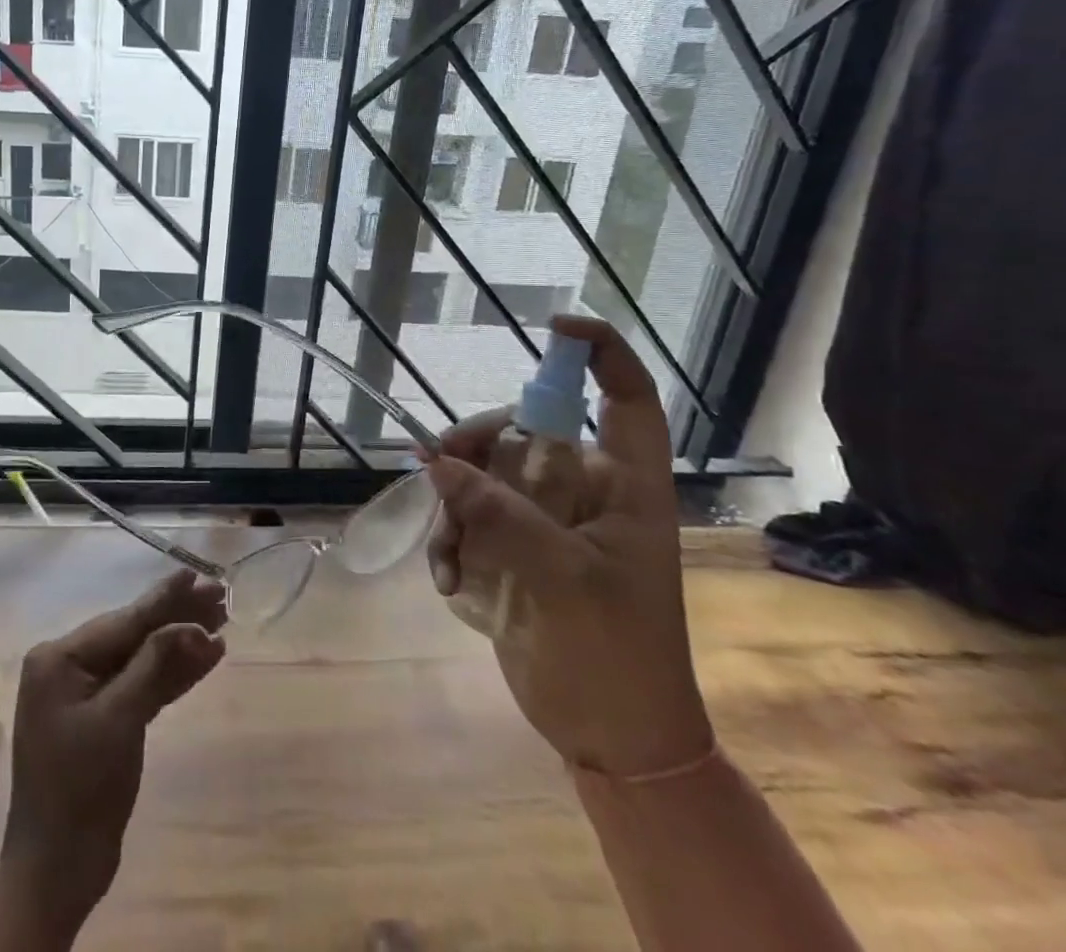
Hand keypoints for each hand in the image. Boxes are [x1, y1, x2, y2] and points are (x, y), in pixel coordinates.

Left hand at [0, 570, 227, 932]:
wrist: (57, 872)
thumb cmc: (80, 788)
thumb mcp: (119, 719)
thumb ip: (155, 665)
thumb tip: (193, 626)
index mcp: (60, 657)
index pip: (124, 620)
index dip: (166, 597)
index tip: (199, 574)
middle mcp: (69, 666)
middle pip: (134, 633)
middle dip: (178, 618)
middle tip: (221, 597)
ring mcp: (85, 693)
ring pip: (141, 658)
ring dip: (180, 644)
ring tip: (221, 624)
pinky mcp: (103, 719)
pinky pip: (141, 685)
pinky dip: (171, 675)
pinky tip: (204, 659)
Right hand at [424, 315, 713, 777]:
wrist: (608, 737)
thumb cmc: (614, 657)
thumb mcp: (562, 582)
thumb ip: (500, 515)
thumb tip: (436, 462)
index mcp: (625, 487)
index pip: (628, 401)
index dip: (602, 354)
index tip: (554, 328)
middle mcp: (583, 490)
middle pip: (524, 429)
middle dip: (475, 447)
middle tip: (436, 471)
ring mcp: (545, 518)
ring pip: (484, 472)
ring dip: (453, 506)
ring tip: (446, 556)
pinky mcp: (514, 545)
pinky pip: (469, 514)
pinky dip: (450, 538)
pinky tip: (448, 578)